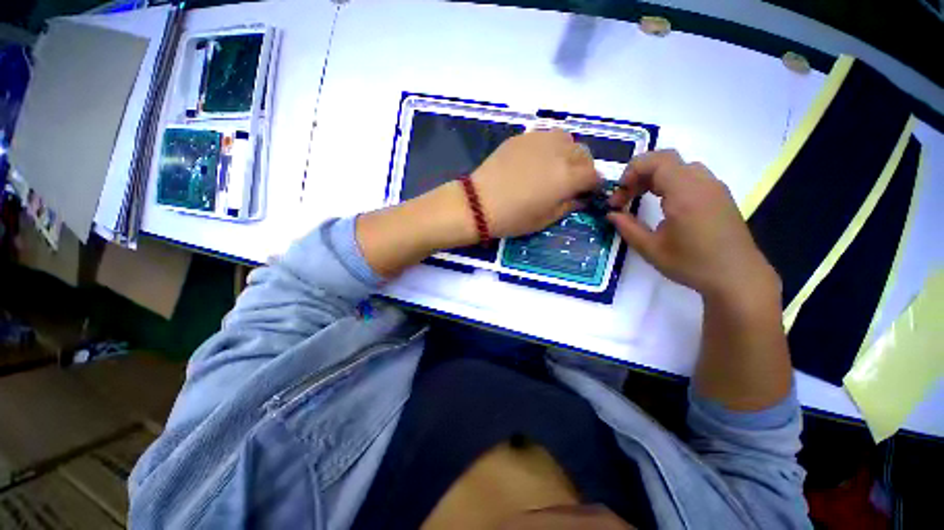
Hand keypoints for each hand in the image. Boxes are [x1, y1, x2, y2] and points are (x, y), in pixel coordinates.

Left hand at [472, 129, 598, 237]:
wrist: (479, 204)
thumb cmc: (513, 218)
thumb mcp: (545, 220)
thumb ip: (568, 206)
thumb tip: (580, 198)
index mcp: (567, 177)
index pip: (594, 174)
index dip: (594, 185)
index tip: (587, 192)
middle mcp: (559, 153)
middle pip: (583, 153)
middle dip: (583, 167)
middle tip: (571, 181)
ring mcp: (539, 140)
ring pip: (566, 138)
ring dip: (568, 152)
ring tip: (555, 166)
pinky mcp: (521, 137)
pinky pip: (544, 136)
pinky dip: (548, 147)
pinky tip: (535, 160)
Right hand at [607, 150, 779, 302]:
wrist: (737, 277)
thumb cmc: (692, 264)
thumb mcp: (651, 249)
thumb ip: (627, 227)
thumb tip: (611, 214)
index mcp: (685, 193)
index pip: (656, 161)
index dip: (631, 172)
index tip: (618, 195)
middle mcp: (702, 183)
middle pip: (666, 160)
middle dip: (639, 174)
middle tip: (625, 197)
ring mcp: (714, 187)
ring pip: (679, 166)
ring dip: (655, 177)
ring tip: (641, 199)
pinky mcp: (719, 195)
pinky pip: (691, 176)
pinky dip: (670, 182)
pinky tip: (663, 204)